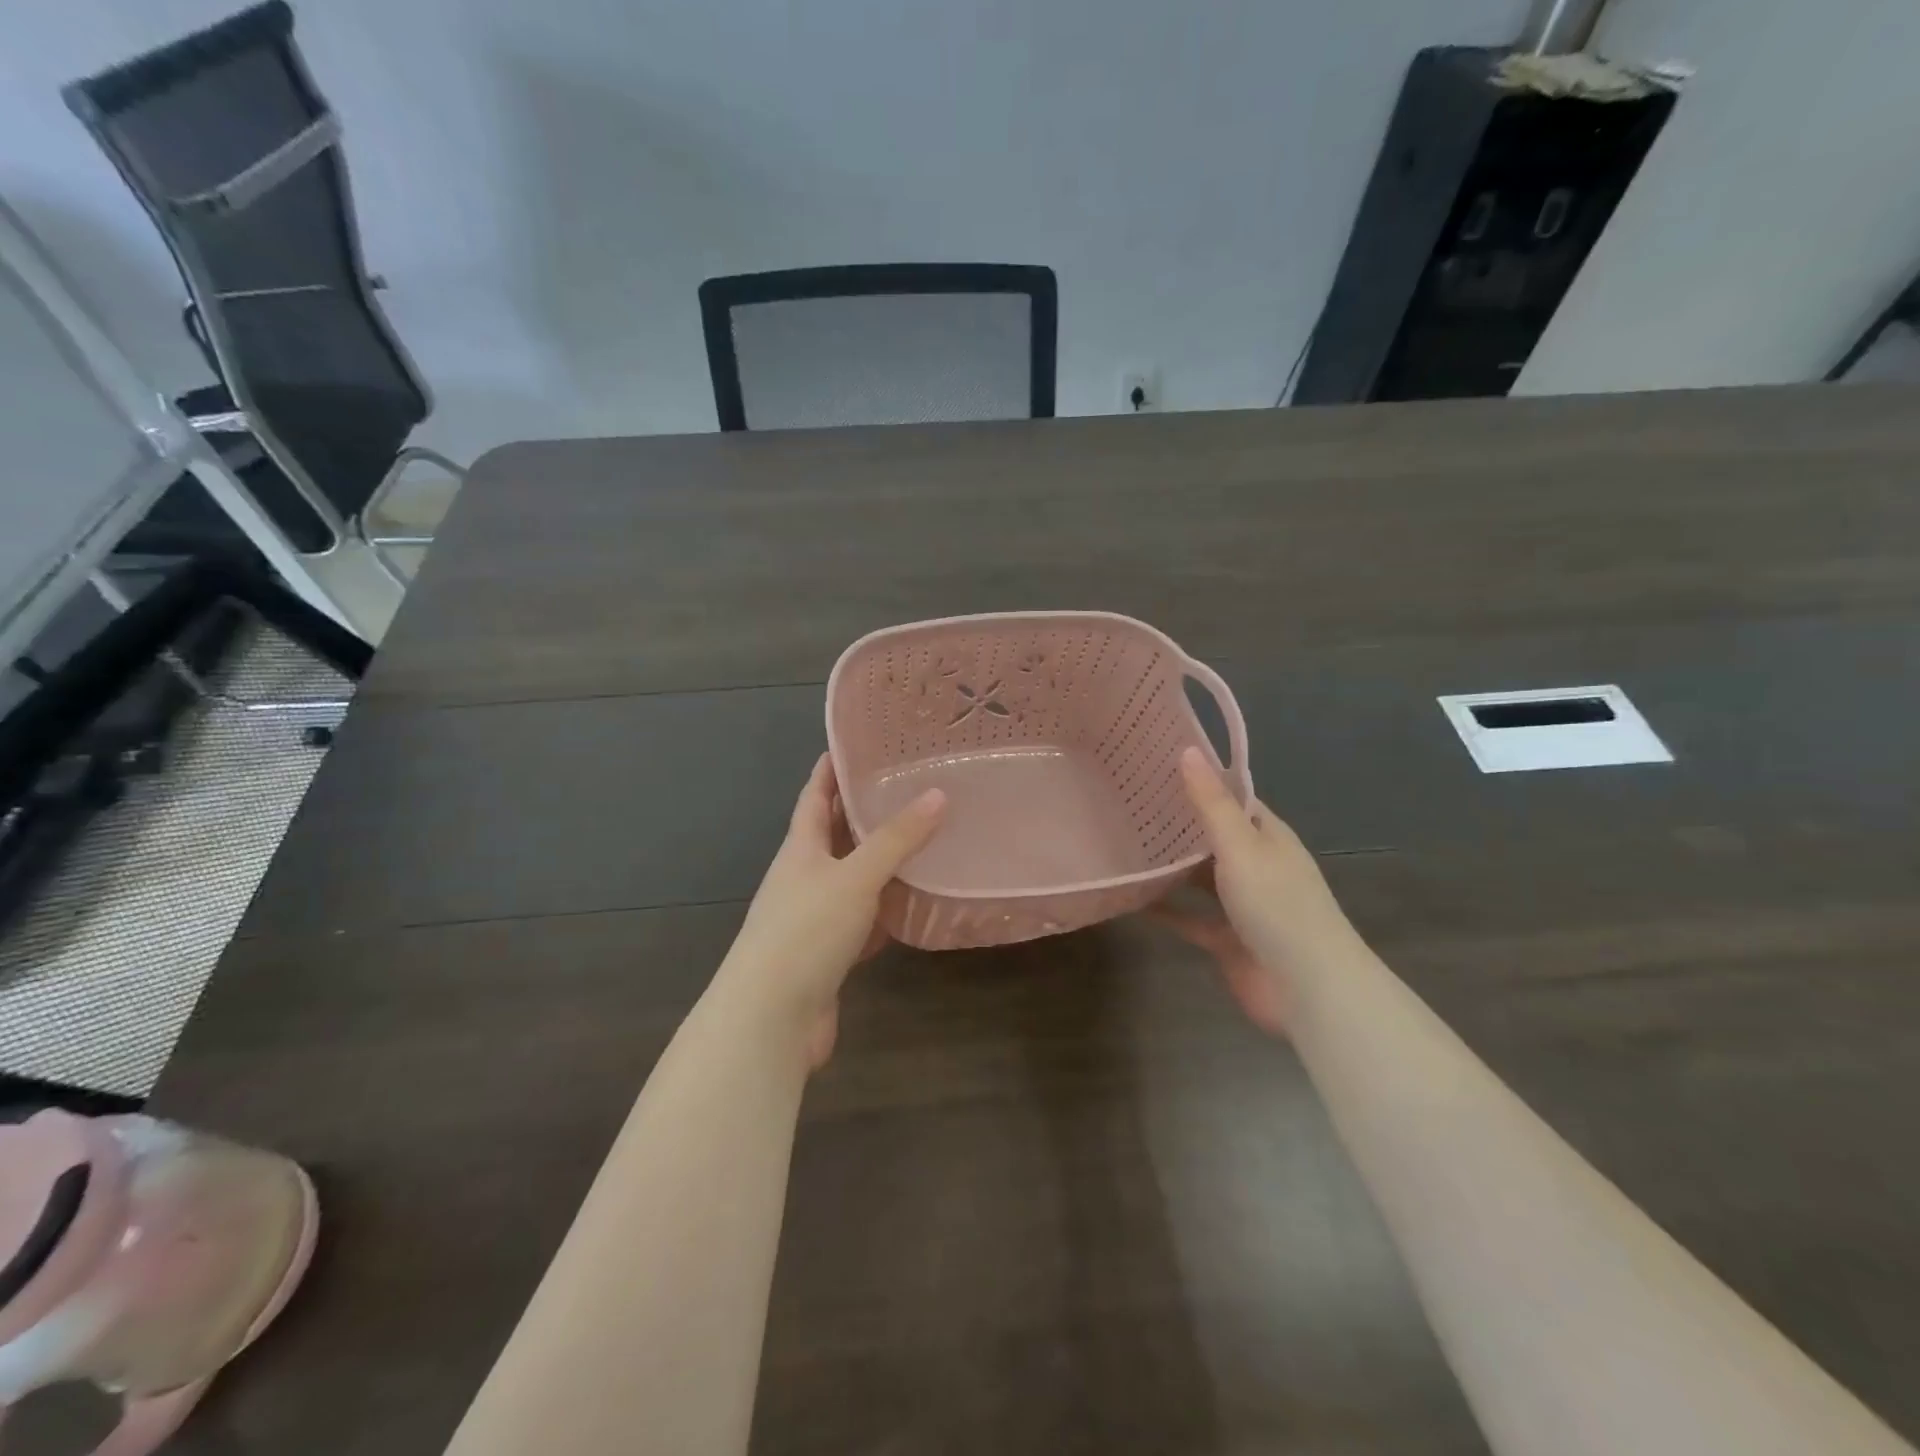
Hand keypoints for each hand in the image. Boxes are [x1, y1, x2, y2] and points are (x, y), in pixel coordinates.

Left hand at [711, 754, 944, 1066]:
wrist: (771, 1018)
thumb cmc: (806, 931)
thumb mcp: (855, 877)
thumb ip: (897, 839)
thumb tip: (938, 794)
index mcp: (799, 848)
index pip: (814, 795)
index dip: (831, 769)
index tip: (856, 743)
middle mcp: (804, 877)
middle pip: (834, 834)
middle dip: (863, 811)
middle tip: (908, 786)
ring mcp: (815, 917)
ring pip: (853, 878)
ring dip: (881, 861)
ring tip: (923, 837)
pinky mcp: (830, 954)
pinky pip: (864, 921)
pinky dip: (887, 910)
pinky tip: (915, 904)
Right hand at [1151, 747, 1356, 1036]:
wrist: (1307, 989)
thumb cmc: (1277, 906)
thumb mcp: (1241, 846)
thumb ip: (1211, 804)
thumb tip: (1188, 750)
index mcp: (1267, 837)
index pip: (1231, 798)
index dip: (1199, 781)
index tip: (1154, 765)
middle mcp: (1255, 865)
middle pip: (1212, 837)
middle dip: (1176, 823)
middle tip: (1125, 800)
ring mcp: (1241, 905)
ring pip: (1199, 878)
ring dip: (1169, 866)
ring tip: (1121, 842)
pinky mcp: (1226, 939)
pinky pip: (1189, 917)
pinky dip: (1165, 909)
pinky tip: (1130, 897)